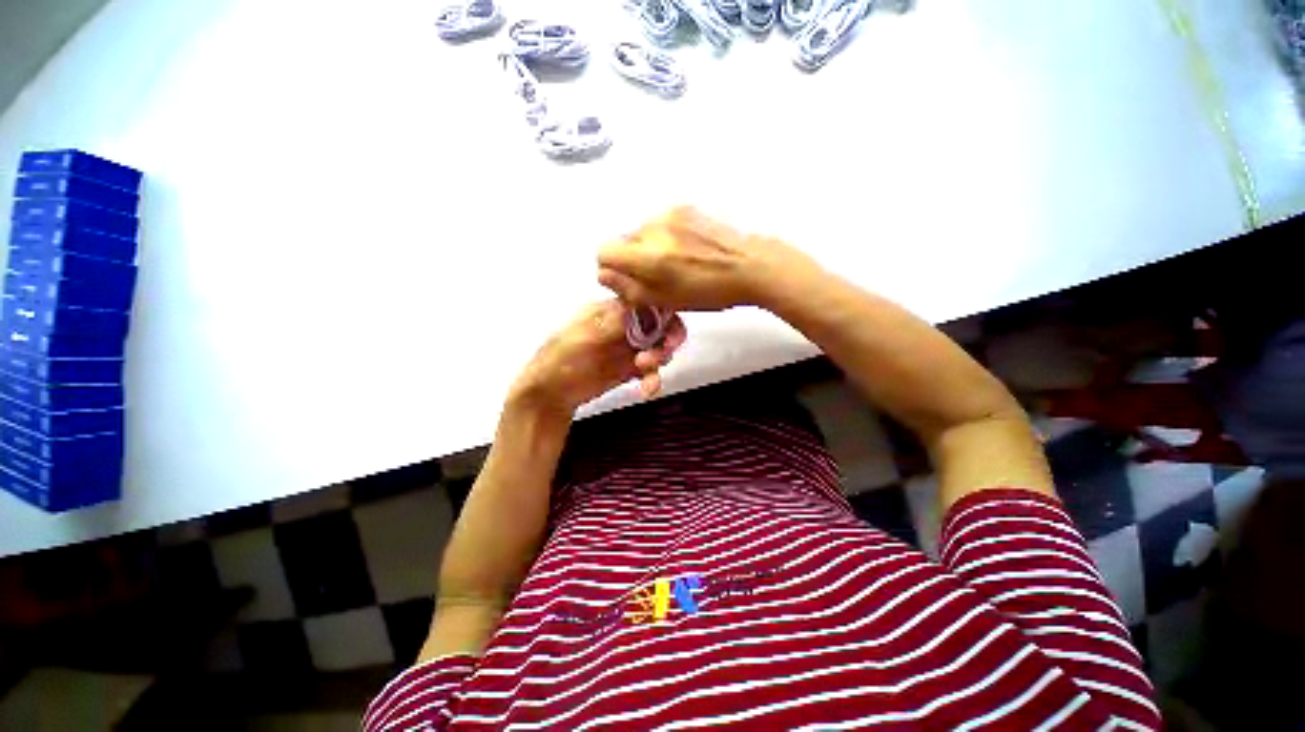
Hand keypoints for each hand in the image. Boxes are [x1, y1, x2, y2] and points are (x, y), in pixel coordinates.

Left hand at [510, 300, 686, 413]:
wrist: (549, 394)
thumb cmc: (558, 360)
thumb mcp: (582, 338)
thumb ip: (612, 323)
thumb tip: (641, 306)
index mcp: (610, 311)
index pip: (645, 303)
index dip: (662, 313)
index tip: (668, 329)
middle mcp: (623, 327)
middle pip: (658, 325)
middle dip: (667, 338)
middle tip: (664, 352)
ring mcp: (627, 349)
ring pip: (658, 348)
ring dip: (660, 359)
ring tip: (646, 370)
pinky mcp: (629, 370)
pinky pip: (650, 371)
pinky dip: (653, 379)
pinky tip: (648, 390)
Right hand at [597, 206, 818, 311]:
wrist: (749, 265)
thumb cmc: (708, 291)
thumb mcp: (666, 300)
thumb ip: (629, 288)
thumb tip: (603, 273)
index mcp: (648, 255)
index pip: (604, 251)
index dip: (611, 268)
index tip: (628, 280)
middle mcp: (653, 227)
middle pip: (623, 240)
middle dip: (631, 259)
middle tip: (656, 276)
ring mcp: (669, 213)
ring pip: (641, 231)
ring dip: (648, 247)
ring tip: (675, 262)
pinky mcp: (684, 207)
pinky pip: (660, 223)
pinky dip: (664, 236)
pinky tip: (686, 249)